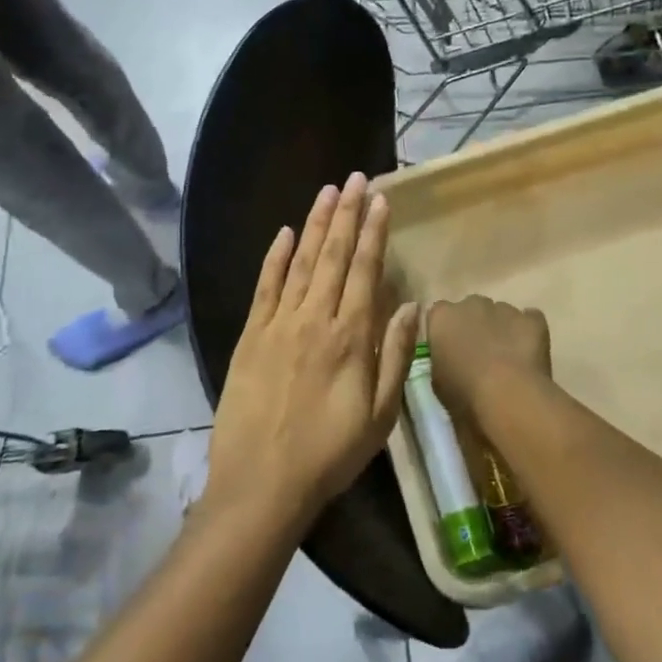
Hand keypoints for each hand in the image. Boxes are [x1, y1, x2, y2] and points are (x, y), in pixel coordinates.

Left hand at [206, 174, 419, 524]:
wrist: (261, 482)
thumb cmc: (330, 453)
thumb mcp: (380, 415)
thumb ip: (396, 356)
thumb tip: (410, 306)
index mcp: (350, 336)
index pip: (365, 270)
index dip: (374, 232)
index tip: (381, 200)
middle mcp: (315, 318)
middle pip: (335, 255)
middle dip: (348, 213)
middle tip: (356, 179)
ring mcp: (279, 323)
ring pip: (302, 261)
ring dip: (317, 224)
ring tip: (328, 191)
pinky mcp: (250, 335)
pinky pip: (265, 286)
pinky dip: (276, 256)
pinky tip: (285, 232)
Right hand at [426, 296, 552, 419]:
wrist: (508, 396)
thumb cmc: (464, 394)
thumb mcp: (437, 381)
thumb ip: (442, 359)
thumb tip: (451, 358)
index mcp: (443, 317)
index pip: (439, 314)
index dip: (446, 332)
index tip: (450, 350)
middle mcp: (472, 304)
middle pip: (471, 309)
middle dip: (474, 325)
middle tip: (479, 355)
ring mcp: (505, 309)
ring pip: (501, 314)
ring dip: (501, 329)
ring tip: (507, 360)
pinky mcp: (533, 320)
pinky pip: (530, 320)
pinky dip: (528, 332)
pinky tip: (528, 353)